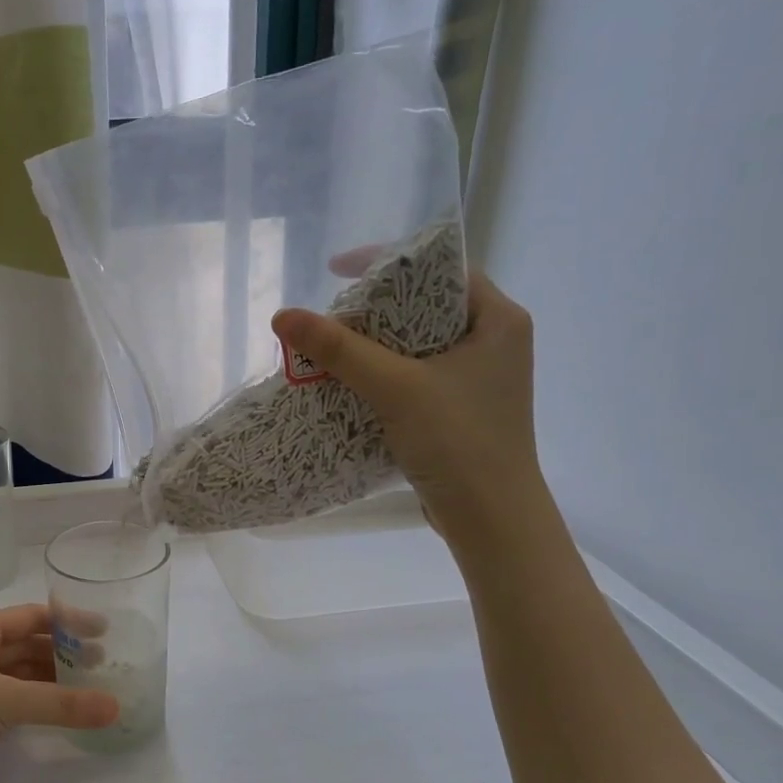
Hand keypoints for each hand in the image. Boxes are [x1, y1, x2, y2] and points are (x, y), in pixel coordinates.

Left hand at [0, 605, 119, 782]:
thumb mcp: (6, 699)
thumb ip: (61, 704)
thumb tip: (115, 708)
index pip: (32, 616)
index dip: (67, 622)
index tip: (103, 631)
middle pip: (27, 645)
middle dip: (62, 654)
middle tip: (102, 666)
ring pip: (18, 675)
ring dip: (49, 680)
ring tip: (85, 690)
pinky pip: (8, 700)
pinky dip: (32, 703)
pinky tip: (53, 712)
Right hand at [270, 270, 542, 543]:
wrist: (490, 520)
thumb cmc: (458, 442)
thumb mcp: (396, 387)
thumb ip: (340, 349)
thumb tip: (282, 315)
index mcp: (499, 320)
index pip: (440, 270)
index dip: (387, 262)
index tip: (336, 270)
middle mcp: (495, 341)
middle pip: (425, 306)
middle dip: (374, 308)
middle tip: (331, 313)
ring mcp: (478, 378)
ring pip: (417, 343)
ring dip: (374, 344)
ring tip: (330, 345)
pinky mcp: (460, 408)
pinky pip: (415, 375)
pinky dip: (382, 373)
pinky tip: (348, 382)